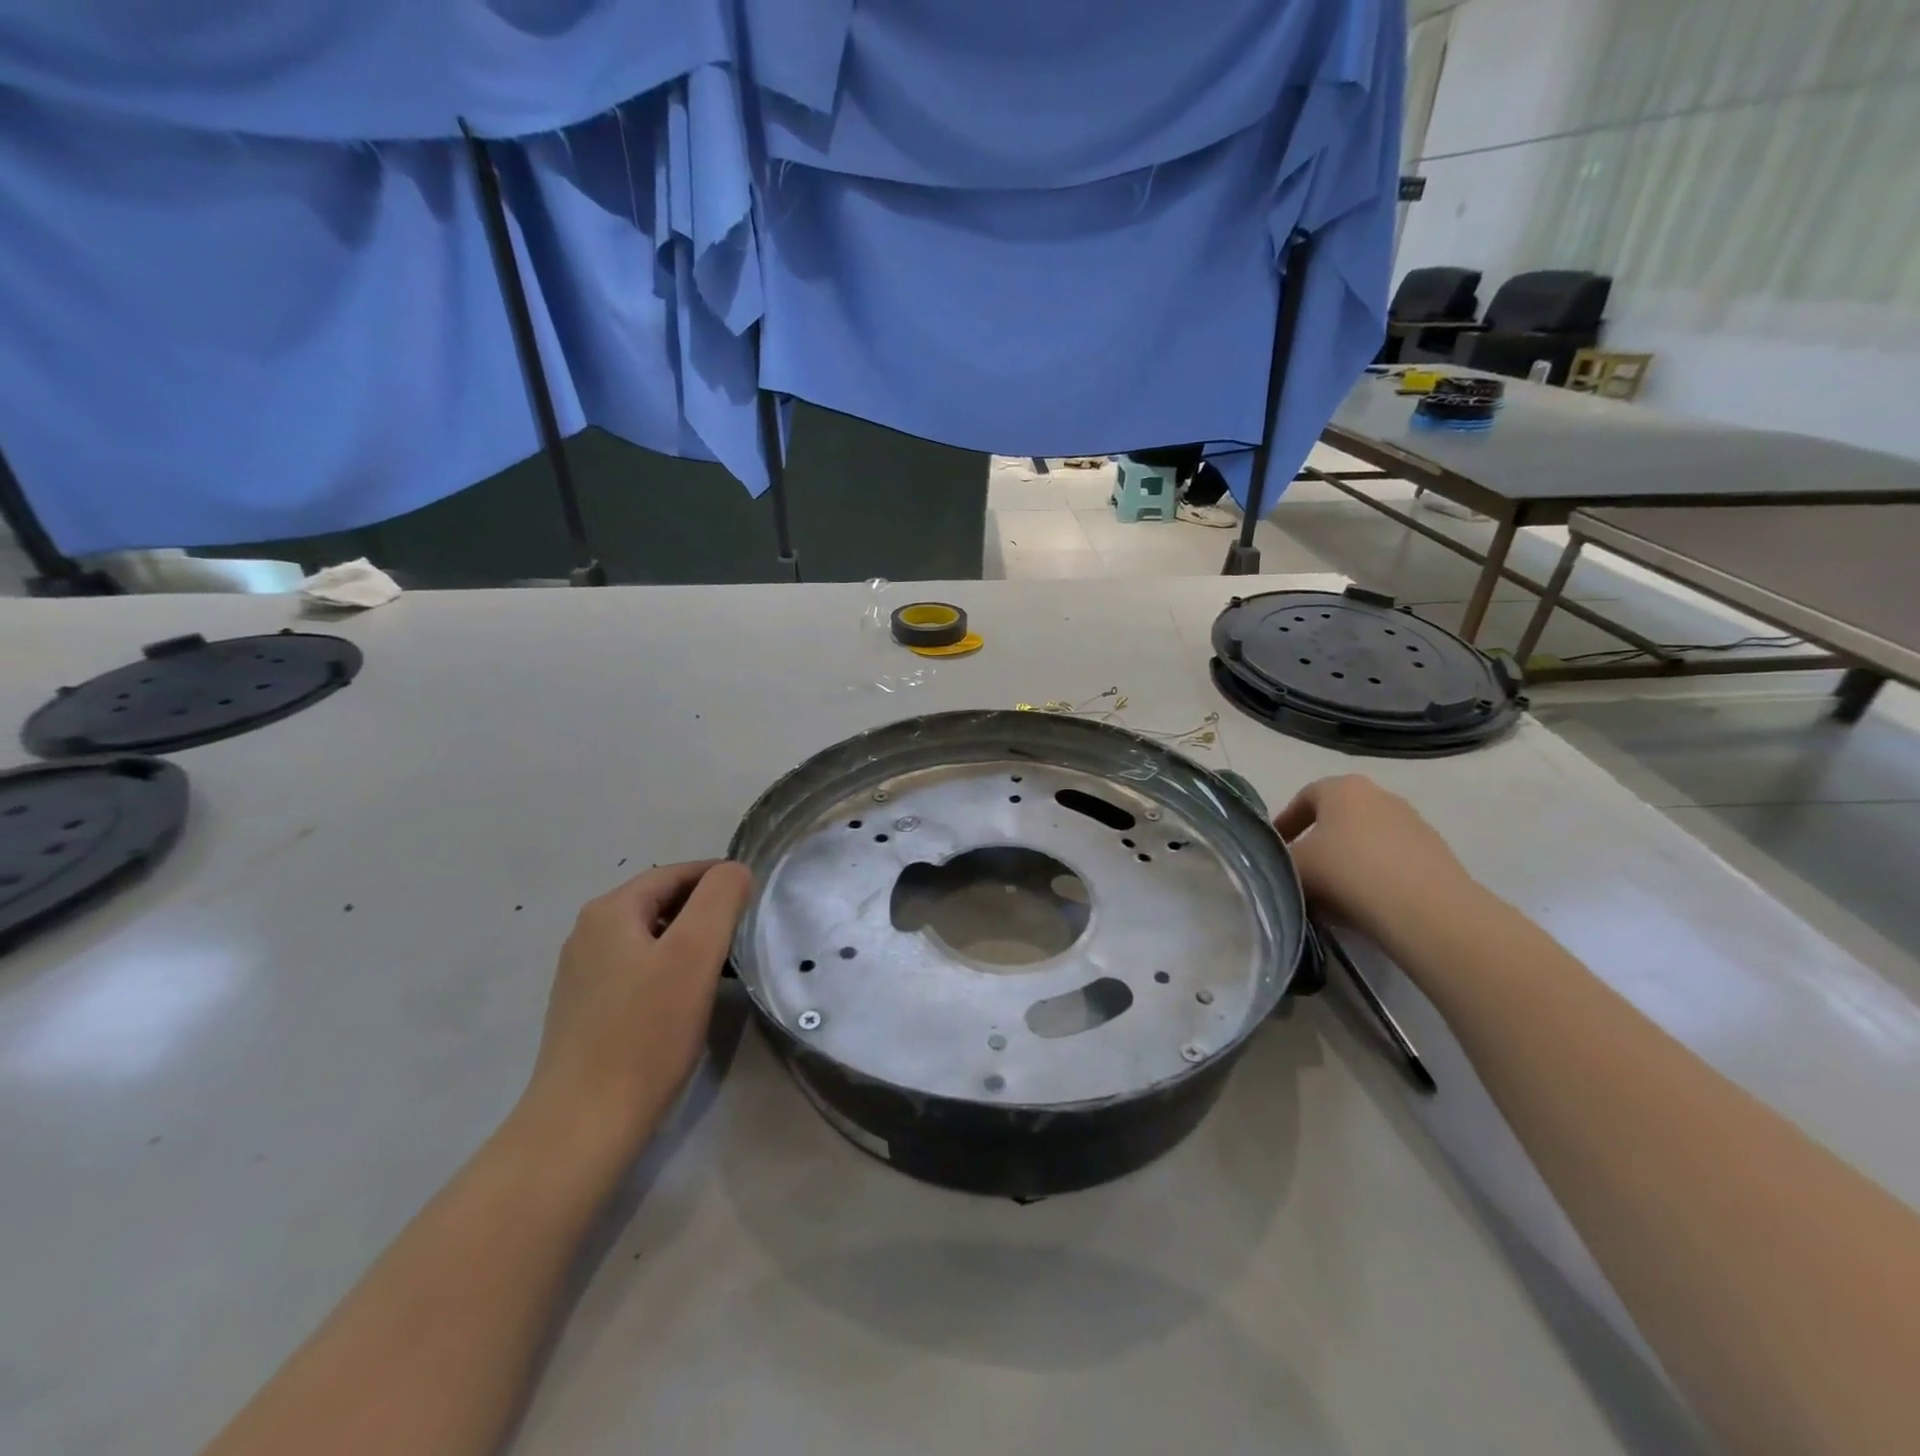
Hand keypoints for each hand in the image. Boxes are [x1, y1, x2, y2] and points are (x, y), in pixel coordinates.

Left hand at [521, 860, 753, 1155]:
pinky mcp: (586, 1011)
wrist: (584, 1125)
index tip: (755, 896)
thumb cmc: (646, 1033)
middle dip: (705, 909)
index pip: (674, 873)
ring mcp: (583, 975)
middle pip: (660, 902)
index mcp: (609, 912)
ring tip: (725, 965)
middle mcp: (588, 935)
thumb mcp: (695, 953)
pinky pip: (638, 970)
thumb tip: (734, 871)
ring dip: (689, 941)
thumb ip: (720, 898)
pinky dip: (669, 969)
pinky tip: (687, 1000)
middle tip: (745, 931)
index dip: (718, 877)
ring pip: (650, 938)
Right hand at [1273, 775, 1477, 947]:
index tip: (1275, 850)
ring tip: (1335, 892)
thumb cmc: (1346, 873)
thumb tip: (1281, 865)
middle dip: (1318, 841)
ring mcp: (1414, 822)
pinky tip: (1368, 902)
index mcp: (1342, 788)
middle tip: (1302, 870)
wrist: (1425, 910)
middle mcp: (1380, 795)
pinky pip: (1393, 860)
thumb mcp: (1293, 867)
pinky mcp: (1437, 853)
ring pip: (1367, 839)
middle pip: (1338, 817)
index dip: (1285, 824)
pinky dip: (1376, 875)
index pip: (1304, 798)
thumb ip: (1279, 860)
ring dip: (1349, 860)